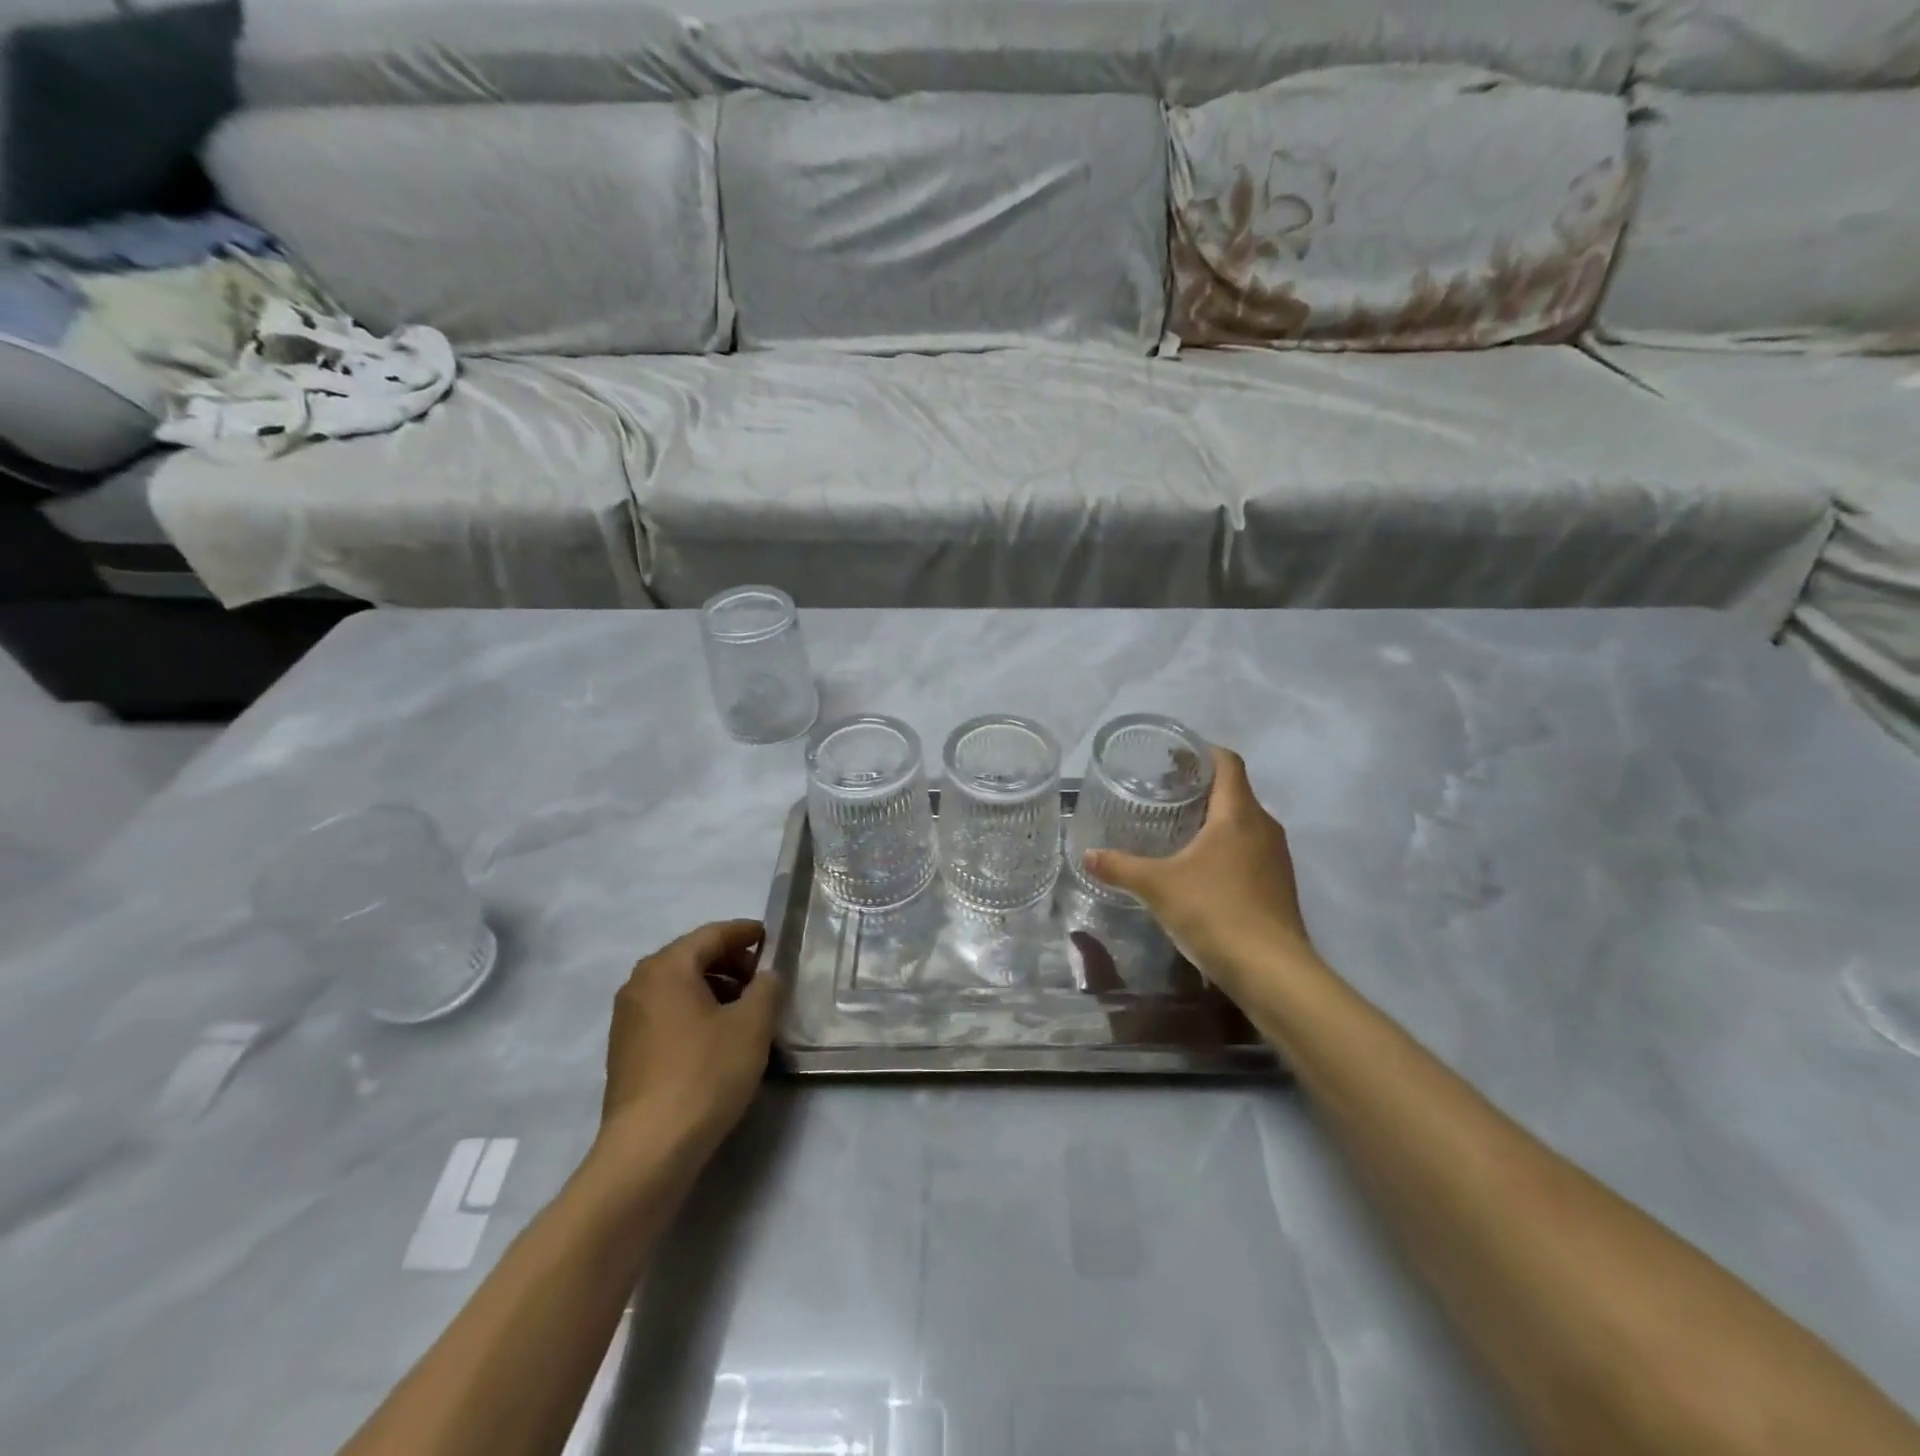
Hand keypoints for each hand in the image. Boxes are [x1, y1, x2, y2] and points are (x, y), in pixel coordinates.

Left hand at [595, 920, 781, 1160]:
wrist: (650, 1148)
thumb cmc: (705, 1073)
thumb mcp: (752, 1025)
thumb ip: (767, 988)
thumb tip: (766, 976)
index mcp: (667, 967)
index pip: (712, 934)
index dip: (744, 933)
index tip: (768, 936)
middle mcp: (639, 984)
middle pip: (691, 957)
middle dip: (729, 962)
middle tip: (762, 977)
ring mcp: (627, 1020)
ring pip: (678, 987)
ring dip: (713, 988)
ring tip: (746, 1009)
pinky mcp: (625, 1052)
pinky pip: (666, 1013)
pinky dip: (694, 1011)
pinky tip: (718, 1036)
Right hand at [1082, 747, 1319, 1000]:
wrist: (1272, 971)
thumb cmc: (1214, 912)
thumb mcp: (1157, 887)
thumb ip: (1120, 867)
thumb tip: (1088, 855)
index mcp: (1238, 814)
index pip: (1228, 763)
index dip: (1203, 752)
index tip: (1174, 756)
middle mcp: (1264, 827)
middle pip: (1235, 792)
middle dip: (1202, 788)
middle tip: (1164, 793)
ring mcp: (1276, 858)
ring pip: (1244, 823)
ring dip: (1215, 820)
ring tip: (1178, 829)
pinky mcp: (1279, 886)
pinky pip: (1250, 850)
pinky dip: (1226, 847)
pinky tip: (1201, 869)